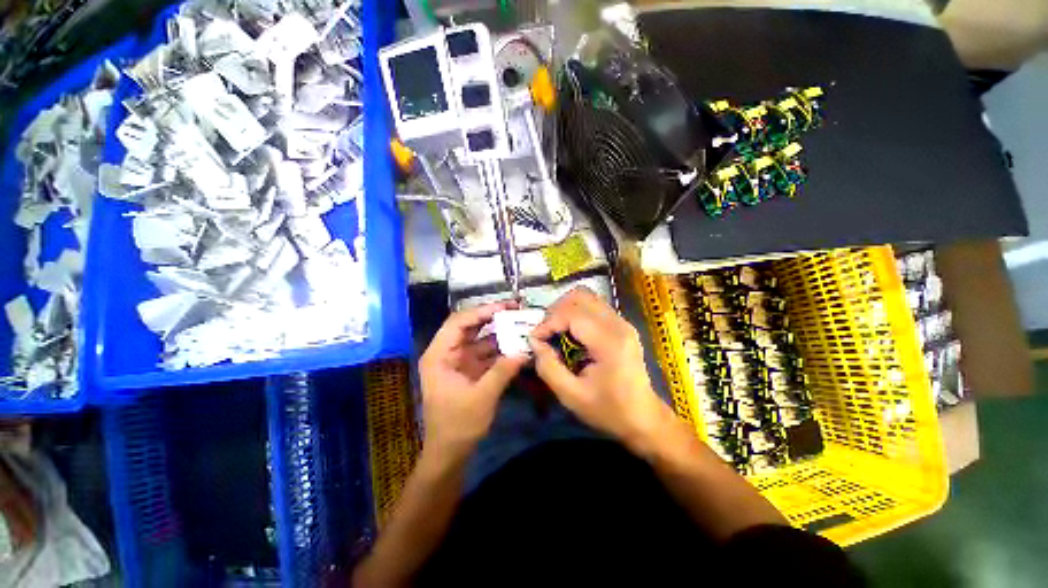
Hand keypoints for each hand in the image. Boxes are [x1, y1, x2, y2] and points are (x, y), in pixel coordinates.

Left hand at [420, 301, 527, 457]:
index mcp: (439, 355)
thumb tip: (525, 351)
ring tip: (520, 325)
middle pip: (469, 327)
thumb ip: (503, 371)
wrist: (449, 453)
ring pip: (479, 339)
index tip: (505, 306)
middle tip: (515, 310)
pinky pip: (485, 353)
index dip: (481, 311)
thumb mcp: (482, 397)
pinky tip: (516, 346)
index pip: (458, 322)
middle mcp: (447, 353)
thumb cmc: (458, 425)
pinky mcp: (468, 370)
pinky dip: (500, 349)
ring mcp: (458, 361)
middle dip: (492, 318)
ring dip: (498, 333)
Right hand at [529, 287, 672, 449]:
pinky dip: (575, 313)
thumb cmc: (608, 410)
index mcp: (609, 342)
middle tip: (545, 333)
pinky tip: (570, 332)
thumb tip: (534, 342)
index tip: (534, 340)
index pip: (572, 314)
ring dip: (565, 309)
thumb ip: (548, 367)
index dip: (548, 323)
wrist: (643, 417)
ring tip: (555, 330)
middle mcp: (618, 324)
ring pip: (587, 297)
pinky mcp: (621, 324)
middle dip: (555, 311)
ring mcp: (622, 322)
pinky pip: (593, 306)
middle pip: (580, 296)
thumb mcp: (571, 396)